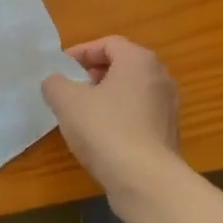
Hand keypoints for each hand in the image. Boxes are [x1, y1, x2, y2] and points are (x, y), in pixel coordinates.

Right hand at [42, 37, 181, 203]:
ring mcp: (168, 107)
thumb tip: (55, 82)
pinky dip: (119, 117)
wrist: (144, 179)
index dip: (81, 53)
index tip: (60, 69)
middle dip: (93, 74)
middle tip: (70, 88)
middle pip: (123, 66)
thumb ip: (55, 84)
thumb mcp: (67, 102)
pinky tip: (101, 136)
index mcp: (139, 61)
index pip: (108, 43)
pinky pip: (139, 115)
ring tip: (81, 113)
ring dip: (106, 97)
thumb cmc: (105, 129)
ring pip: (131, 92)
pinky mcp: (167, 134)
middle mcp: (160, 78)